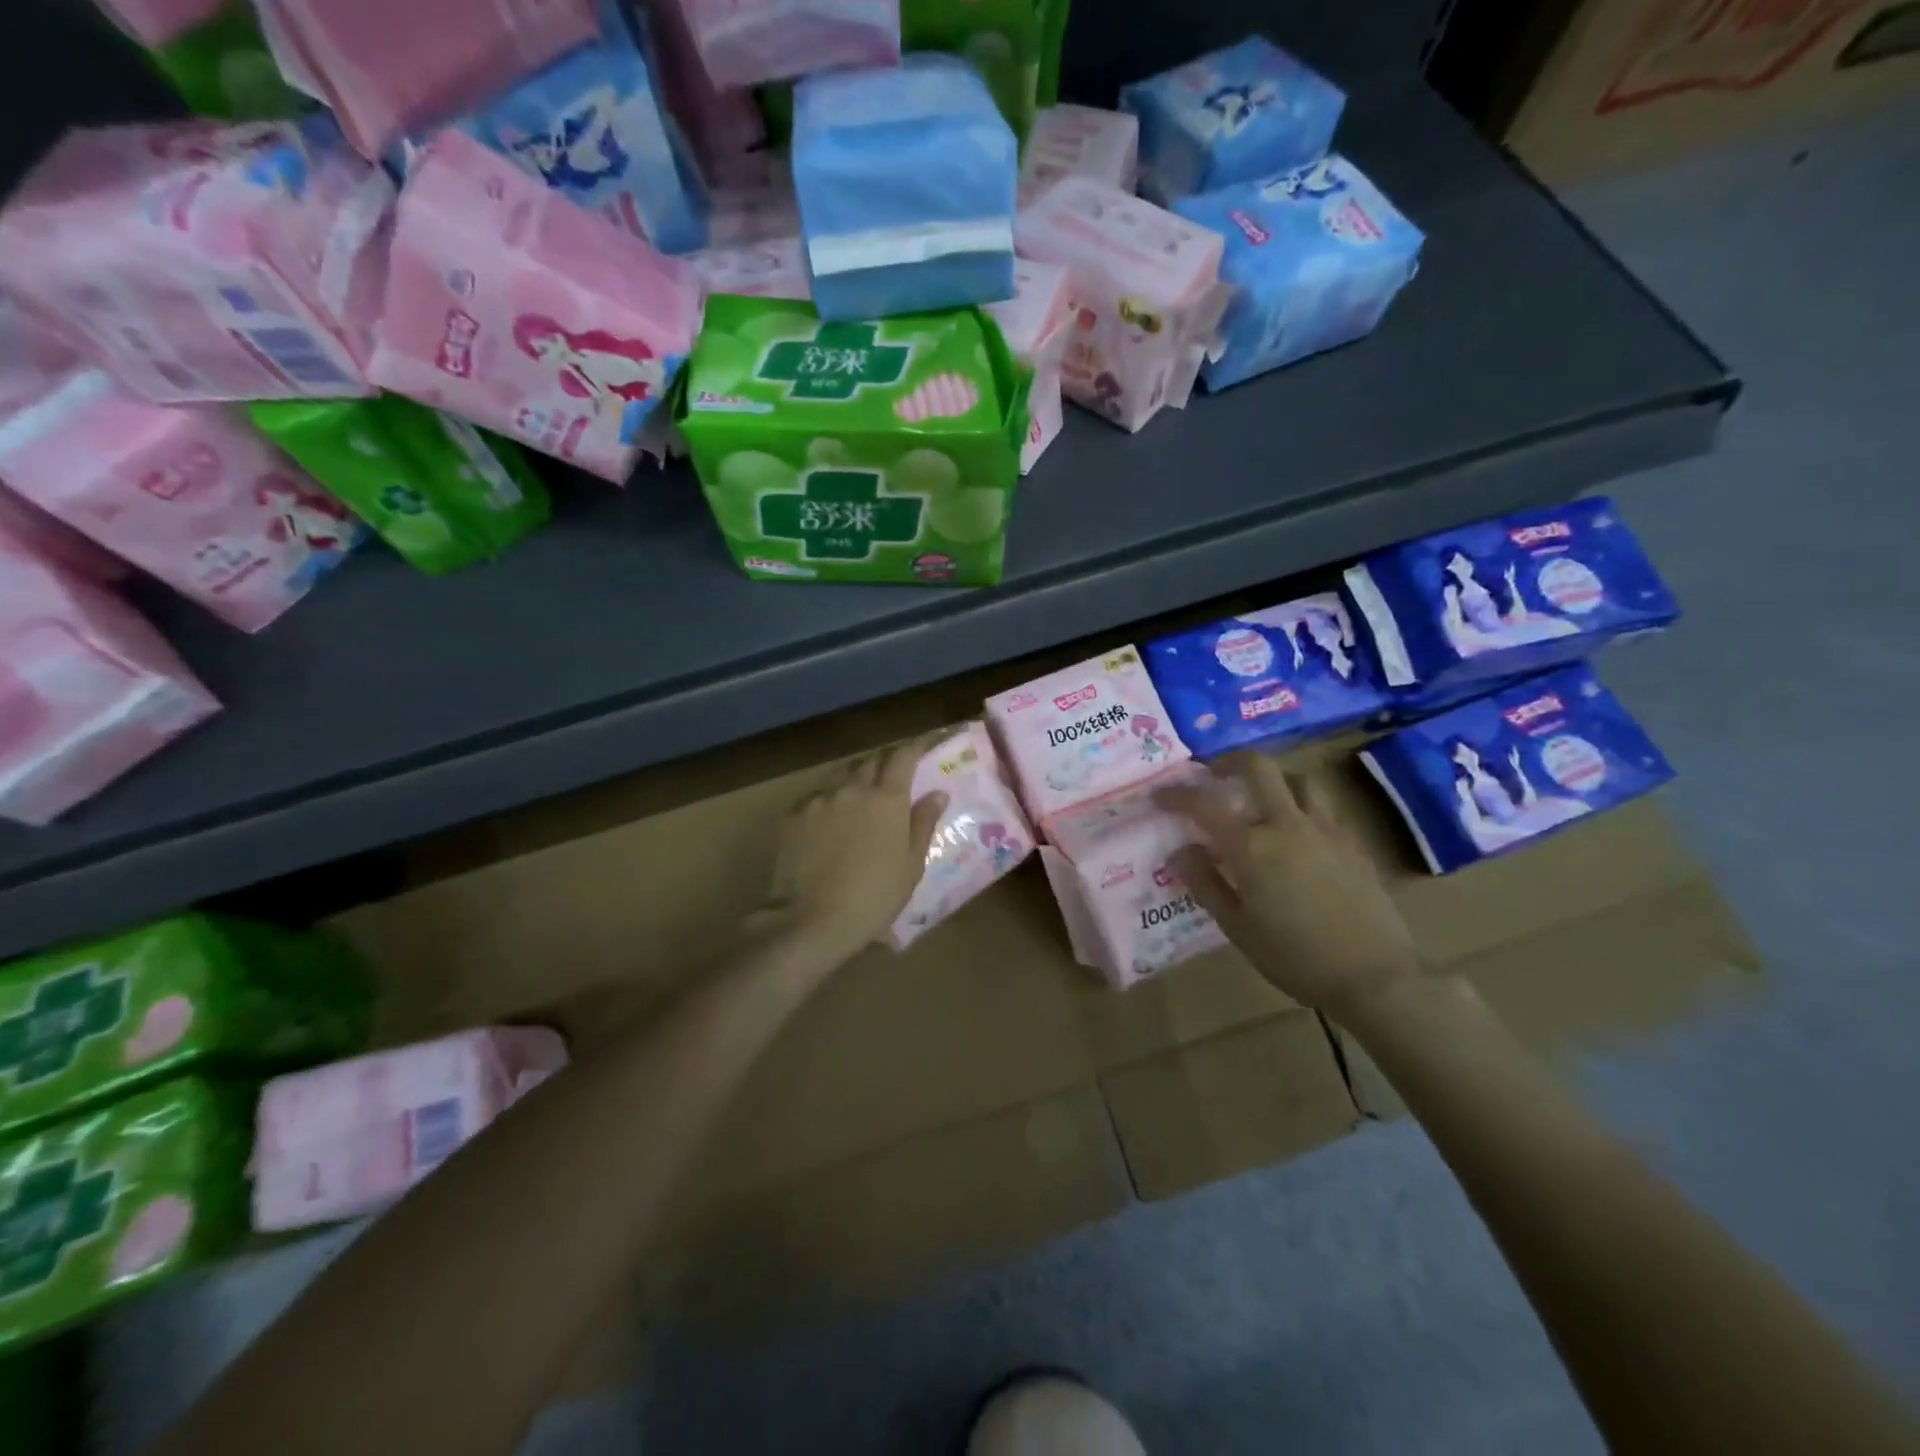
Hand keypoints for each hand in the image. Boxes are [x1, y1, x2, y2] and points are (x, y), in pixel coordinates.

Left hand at [754, 737, 948, 963]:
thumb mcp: (910, 866)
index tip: (925, 744)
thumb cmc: (874, 897)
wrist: (811, 920)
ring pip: (839, 778)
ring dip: (852, 782)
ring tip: (856, 801)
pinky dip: (826, 803)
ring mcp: (818, 800)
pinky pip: (814, 798)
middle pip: (870, 762)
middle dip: (883, 764)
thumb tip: (938, 793)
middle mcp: (852, 789)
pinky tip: (825, 824)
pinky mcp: (792, 816)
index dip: (916, 745)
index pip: (903, 756)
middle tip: (890, 779)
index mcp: (887, 799)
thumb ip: (923, 823)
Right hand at [1156, 755, 1418, 1018]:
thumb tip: (1180, 851)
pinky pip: (1324, 806)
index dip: (1177, 795)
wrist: (1373, 978)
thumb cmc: (1294, 958)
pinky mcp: (1353, 842)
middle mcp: (1287, 825)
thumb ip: (1205, 883)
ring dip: (1273, 779)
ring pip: (1298, 779)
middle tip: (1213, 774)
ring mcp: (1325, 829)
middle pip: (1258, 767)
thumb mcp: (1237, 927)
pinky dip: (1303, 804)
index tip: (1160, 795)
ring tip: (1261, 798)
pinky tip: (1298, 830)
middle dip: (1229, 761)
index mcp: (1252, 847)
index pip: (1204, 804)